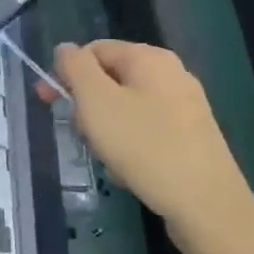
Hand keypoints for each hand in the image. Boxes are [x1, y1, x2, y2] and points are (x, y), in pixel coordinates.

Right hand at [42, 40, 253, 253]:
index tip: (47, 102)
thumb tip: (65, 48)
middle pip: (109, 80)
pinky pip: (145, 133)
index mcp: (149, 58)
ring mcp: (185, 107)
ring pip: (125, 109)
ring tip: (108, 159)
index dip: (66, 72)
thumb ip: (76, 68)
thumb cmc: (145, 146)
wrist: (206, 205)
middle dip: (88, 108)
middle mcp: (171, 74)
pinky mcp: (191, 138)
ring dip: (106, 132)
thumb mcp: (97, 101)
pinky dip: (130, 149)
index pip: (94, 50)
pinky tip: (129, 173)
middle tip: (83, 135)